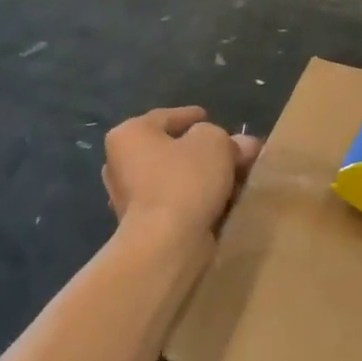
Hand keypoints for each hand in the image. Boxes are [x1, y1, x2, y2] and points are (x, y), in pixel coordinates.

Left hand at [100, 106, 261, 239]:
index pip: (164, 117)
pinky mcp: (141, 225)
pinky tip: (219, 201)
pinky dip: (193, 199)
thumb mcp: (214, 143)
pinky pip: (173, 202)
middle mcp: (120, 163)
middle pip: (169, 148)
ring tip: (231, 176)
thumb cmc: (184, 181)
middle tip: (228, 150)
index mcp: (129, 135)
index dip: (190, 115)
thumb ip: (226, 138)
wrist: (165, 244)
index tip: (208, 116)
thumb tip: (241, 144)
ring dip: (199, 176)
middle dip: (200, 149)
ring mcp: (128, 197)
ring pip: (172, 177)